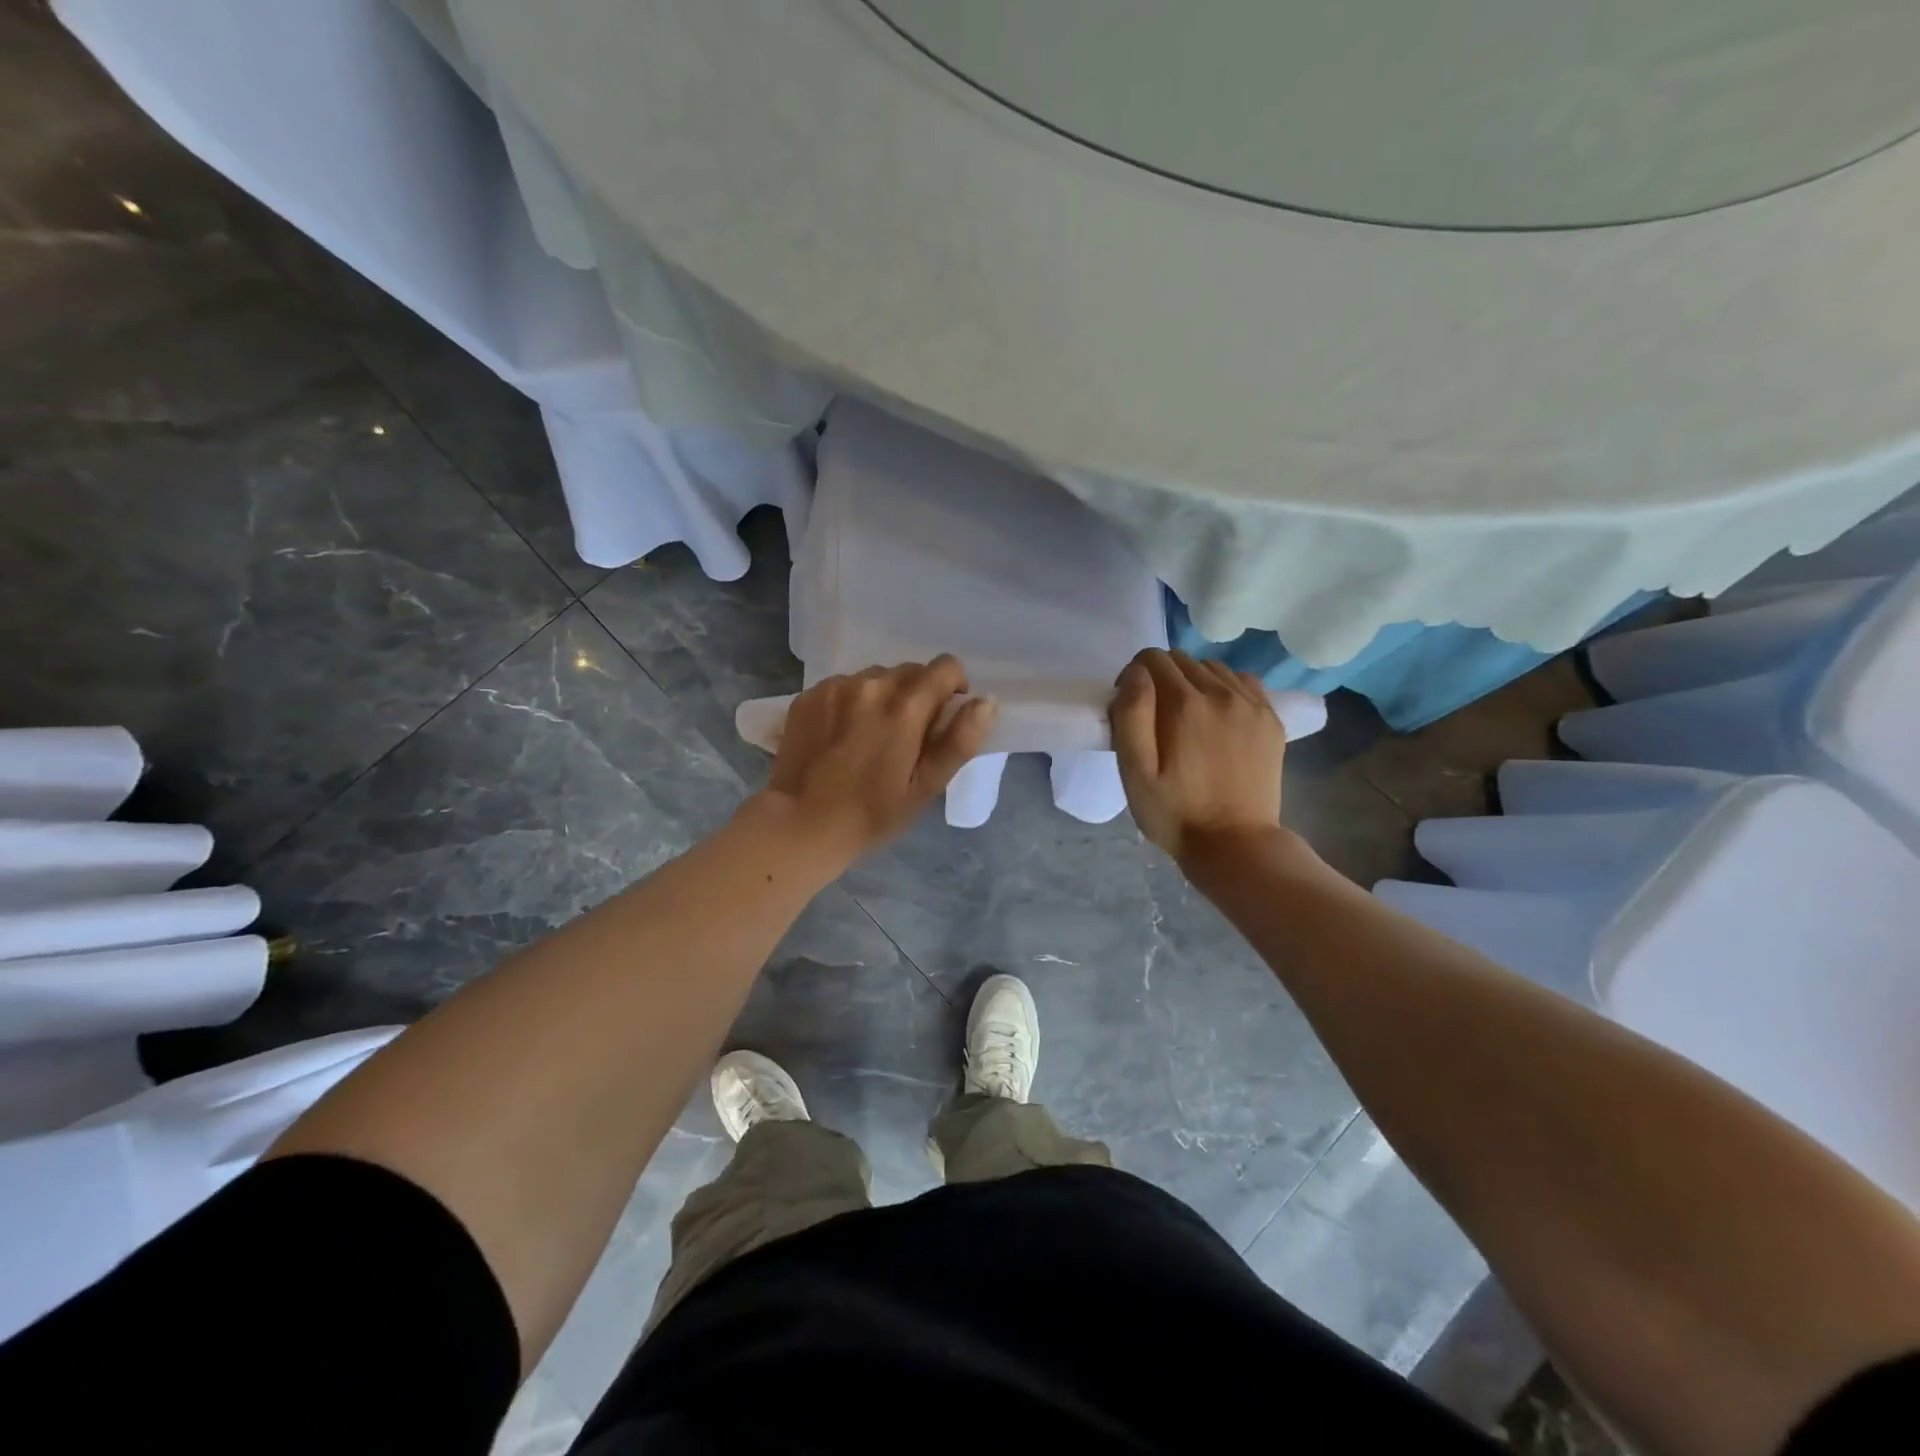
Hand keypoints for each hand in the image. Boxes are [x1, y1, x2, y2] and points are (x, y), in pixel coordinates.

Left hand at [759, 656, 995, 864]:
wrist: (801, 824)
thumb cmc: (872, 814)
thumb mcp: (926, 786)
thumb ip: (960, 741)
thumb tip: (986, 702)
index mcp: (905, 707)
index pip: (945, 668)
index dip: (953, 688)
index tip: (943, 717)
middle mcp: (871, 685)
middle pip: (909, 671)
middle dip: (917, 695)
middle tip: (905, 736)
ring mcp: (835, 687)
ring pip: (875, 677)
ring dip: (883, 697)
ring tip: (870, 736)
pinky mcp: (808, 695)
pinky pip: (843, 685)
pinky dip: (851, 702)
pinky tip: (841, 735)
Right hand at [1109, 649, 1285, 862]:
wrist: (1236, 845)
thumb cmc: (1175, 814)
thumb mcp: (1135, 773)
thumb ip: (1130, 716)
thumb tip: (1135, 674)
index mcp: (1184, 705)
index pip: (1151, 659)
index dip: (1132, 679)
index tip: (1131, 709)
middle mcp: (1221, 693)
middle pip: (1181, 659)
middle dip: (1160, 679)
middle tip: (1155, 718)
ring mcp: (1252, 704)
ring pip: (1211, 667)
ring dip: (1192, 681)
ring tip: (1187, 718)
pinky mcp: (1271, 718)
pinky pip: (1242, 681)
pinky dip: (1224, 687)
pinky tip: (1217, 715)